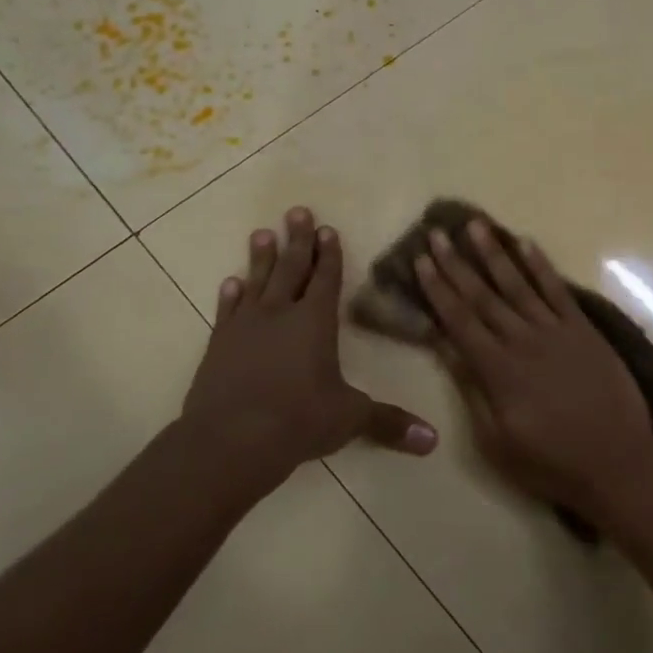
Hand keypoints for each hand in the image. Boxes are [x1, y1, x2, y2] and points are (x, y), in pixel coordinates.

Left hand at [181, 207, 436, 500]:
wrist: (229, 441)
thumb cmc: (297, 421)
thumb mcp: (349, 419)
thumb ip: (390, 423)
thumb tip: (433, 441)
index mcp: (315, 322)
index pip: (326, 279)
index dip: (330, 254)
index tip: (328, 229)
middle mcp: (280, 314)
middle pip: (291, 269)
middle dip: (298, 240)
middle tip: (296, 211)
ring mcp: (245, 328)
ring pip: (256, 282)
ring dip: (261, 258)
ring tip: (263, 233)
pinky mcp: (219, 345)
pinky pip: (227, 311)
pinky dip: (230, 295)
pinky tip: (231, 283)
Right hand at [414, 219, 652, 528]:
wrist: (616, 462)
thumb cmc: (550, 461)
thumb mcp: (496, 440)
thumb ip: (471, 388)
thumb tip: (445, 346)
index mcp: (498, 369)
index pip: (459, 320)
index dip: (437, 289)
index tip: (421, 260)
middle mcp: (523, 340)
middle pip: (483, 295)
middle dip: (457, 263)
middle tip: (437, 232)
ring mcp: (556, 331)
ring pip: (518, 284)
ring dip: (494, 253)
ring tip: (475, 225)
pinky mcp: (584, 330)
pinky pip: (558, 290)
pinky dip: (540, 266)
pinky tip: (525, 243)